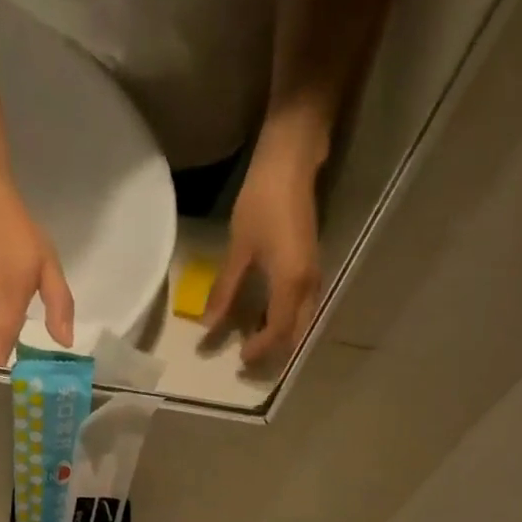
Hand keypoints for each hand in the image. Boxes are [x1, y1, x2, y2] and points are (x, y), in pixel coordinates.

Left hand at [203, 137, 322, 368]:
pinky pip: (302, 306)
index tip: (240, 359)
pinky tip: (266, 316)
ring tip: (255, 341)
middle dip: (275, 351)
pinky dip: (286, 318)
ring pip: (302, 321)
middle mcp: (308, 285)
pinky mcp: (311, 266)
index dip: (260, 349)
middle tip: (249, 360)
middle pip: (296, 333)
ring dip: (281, 336)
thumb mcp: (239, 249)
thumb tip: (208, 325)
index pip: (277, 332)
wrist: (291, 161)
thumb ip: (226, 290)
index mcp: (290, 284)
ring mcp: (313, 275)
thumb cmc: (262, 201)